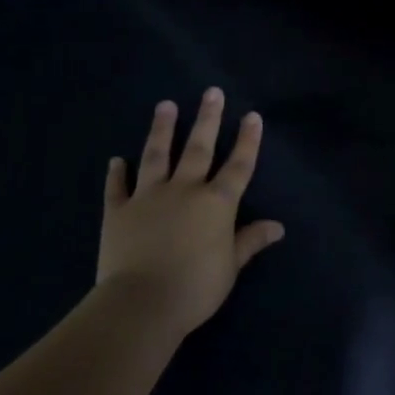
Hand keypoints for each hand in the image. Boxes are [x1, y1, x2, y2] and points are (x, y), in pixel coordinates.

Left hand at [96, 88, 284, 336]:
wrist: (142, 302)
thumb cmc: (196, 287)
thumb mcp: (231, 266)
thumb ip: (250, 241)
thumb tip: (277, 226)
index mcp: (217, 203)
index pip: (238, 166)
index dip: (248, 140)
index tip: (252, 115)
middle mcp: (184, 190)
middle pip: (199, 148)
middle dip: (208, 119)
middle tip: (211, 92)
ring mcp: (148, 197)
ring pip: (157, 156)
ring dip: (162, 130)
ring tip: (165, 105)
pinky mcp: (118, 212)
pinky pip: (117, 188)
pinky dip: (116, 173)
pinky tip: (116, 160)